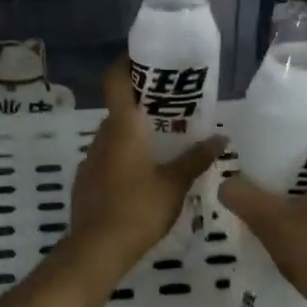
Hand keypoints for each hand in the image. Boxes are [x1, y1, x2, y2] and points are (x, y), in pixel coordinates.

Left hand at [68, 60, 223, 277]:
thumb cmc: (139, 208)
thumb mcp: (175, 183)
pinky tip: (143, 176)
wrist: (97, 249)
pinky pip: (108, 158)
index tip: (146, 58)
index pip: (115, 79)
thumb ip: (196, 158)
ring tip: (164, 143)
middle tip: (174, 107)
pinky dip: (125, 157)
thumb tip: (221, 139)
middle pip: (120, 108)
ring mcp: (90, 159)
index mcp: (123, 126)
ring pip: (114, 135)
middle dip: (144, 104)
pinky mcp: (85, 181)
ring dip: (135, 133)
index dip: (126, 62)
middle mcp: (102, 135)